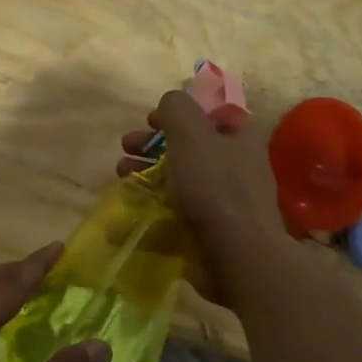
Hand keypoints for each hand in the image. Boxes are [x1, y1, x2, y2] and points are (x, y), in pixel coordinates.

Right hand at [117, 90, 286, 295]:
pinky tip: (132, 207)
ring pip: (179, 179)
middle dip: (152, 144)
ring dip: (147, 173)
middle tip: (126, 146)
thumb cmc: (214, 186)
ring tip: (121, 176)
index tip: (149, 120)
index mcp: (239, 138)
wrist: (237, 256)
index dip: (177, 113)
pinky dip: (153, 207)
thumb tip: (167, 105)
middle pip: (187, 146)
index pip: (207, 114)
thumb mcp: (191, 133)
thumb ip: (176, 109)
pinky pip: (177, 212)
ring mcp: (224, 202)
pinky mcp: (211, 231)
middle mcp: (236, 166)